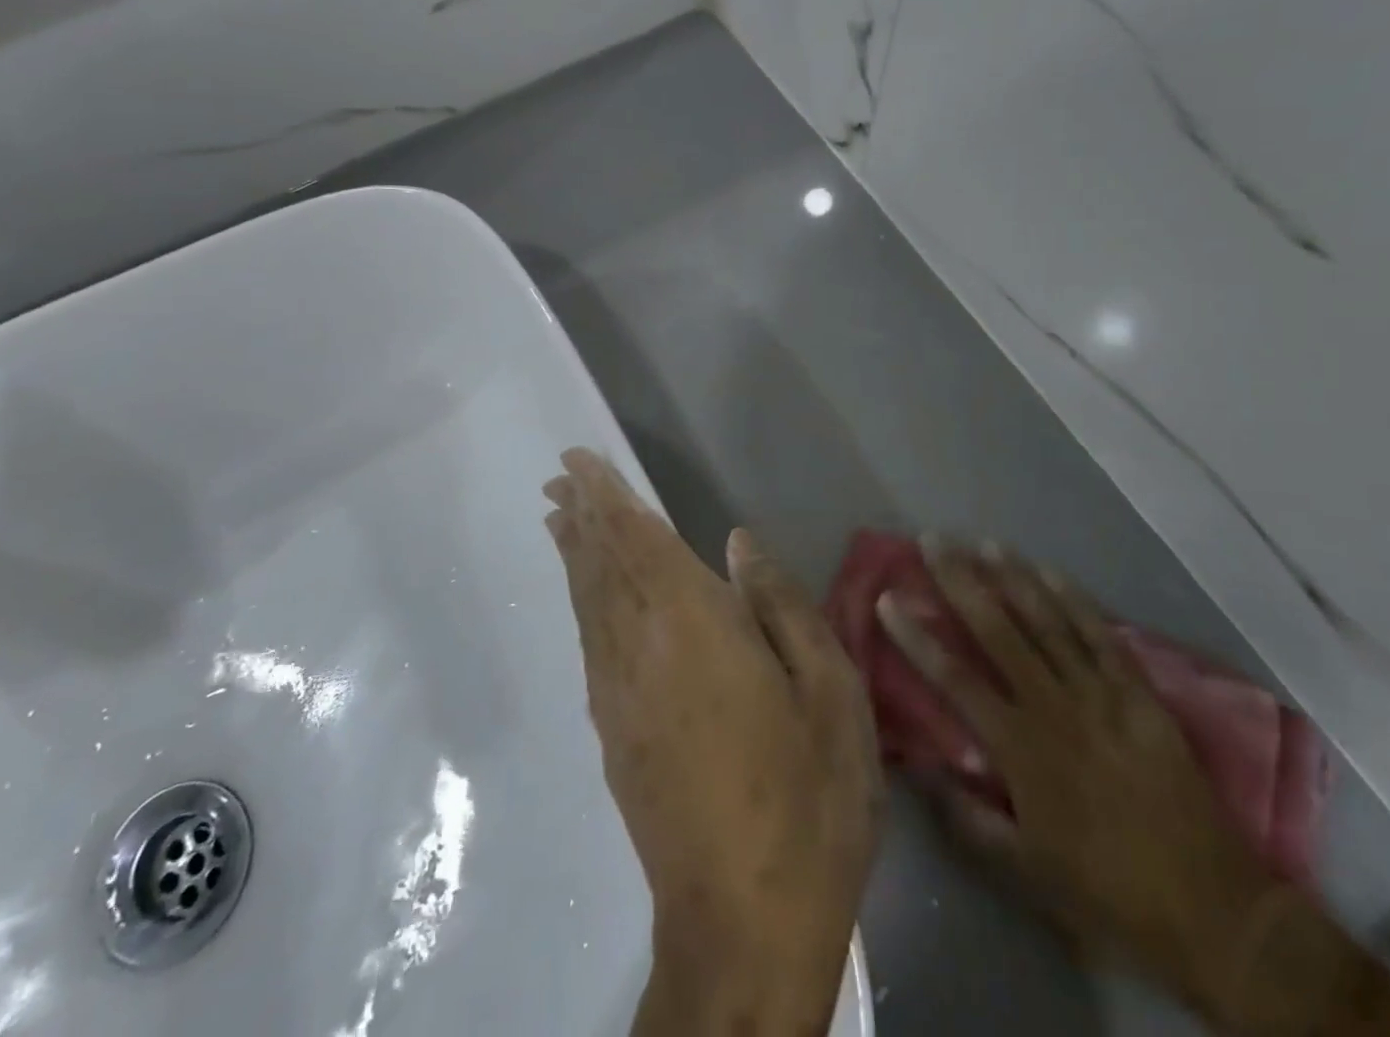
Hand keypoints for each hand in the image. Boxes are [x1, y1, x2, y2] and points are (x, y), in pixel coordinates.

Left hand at [543, 449, 880, 1036]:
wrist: (743, 925)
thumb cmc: (806, 797)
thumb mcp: (829, 693)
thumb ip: (780, 606)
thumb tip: (737, 542)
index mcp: (694, 626)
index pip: (638, 542)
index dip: (608, 499)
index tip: (579, 464)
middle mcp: (640, 647)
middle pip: (602, 565)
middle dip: (581, 515)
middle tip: (561, 478)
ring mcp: (617, 693)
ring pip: (588, 601)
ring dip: (574, 553)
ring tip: (560, 518)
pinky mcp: (612, 732)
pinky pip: (589, 640)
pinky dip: (580, 600)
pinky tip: (584, 594)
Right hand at [877, 549, 1278, 1009]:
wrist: (1214, 912)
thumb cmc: (1107, 891)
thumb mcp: (1025, 871)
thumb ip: (966, 820)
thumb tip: (921, 769)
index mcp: (1020, 749)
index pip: (954, 678)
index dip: (916, 637)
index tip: (887, 598)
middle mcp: (1054, 707)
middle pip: (997, 631)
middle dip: (960, 581)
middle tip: (933, 540)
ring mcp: (1100, 695)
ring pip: (1047, 621)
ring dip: (1012, 577)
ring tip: (983, 542)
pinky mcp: (1139, 694)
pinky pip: (1101, 635)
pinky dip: (1073, 599)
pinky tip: (1049, 570)